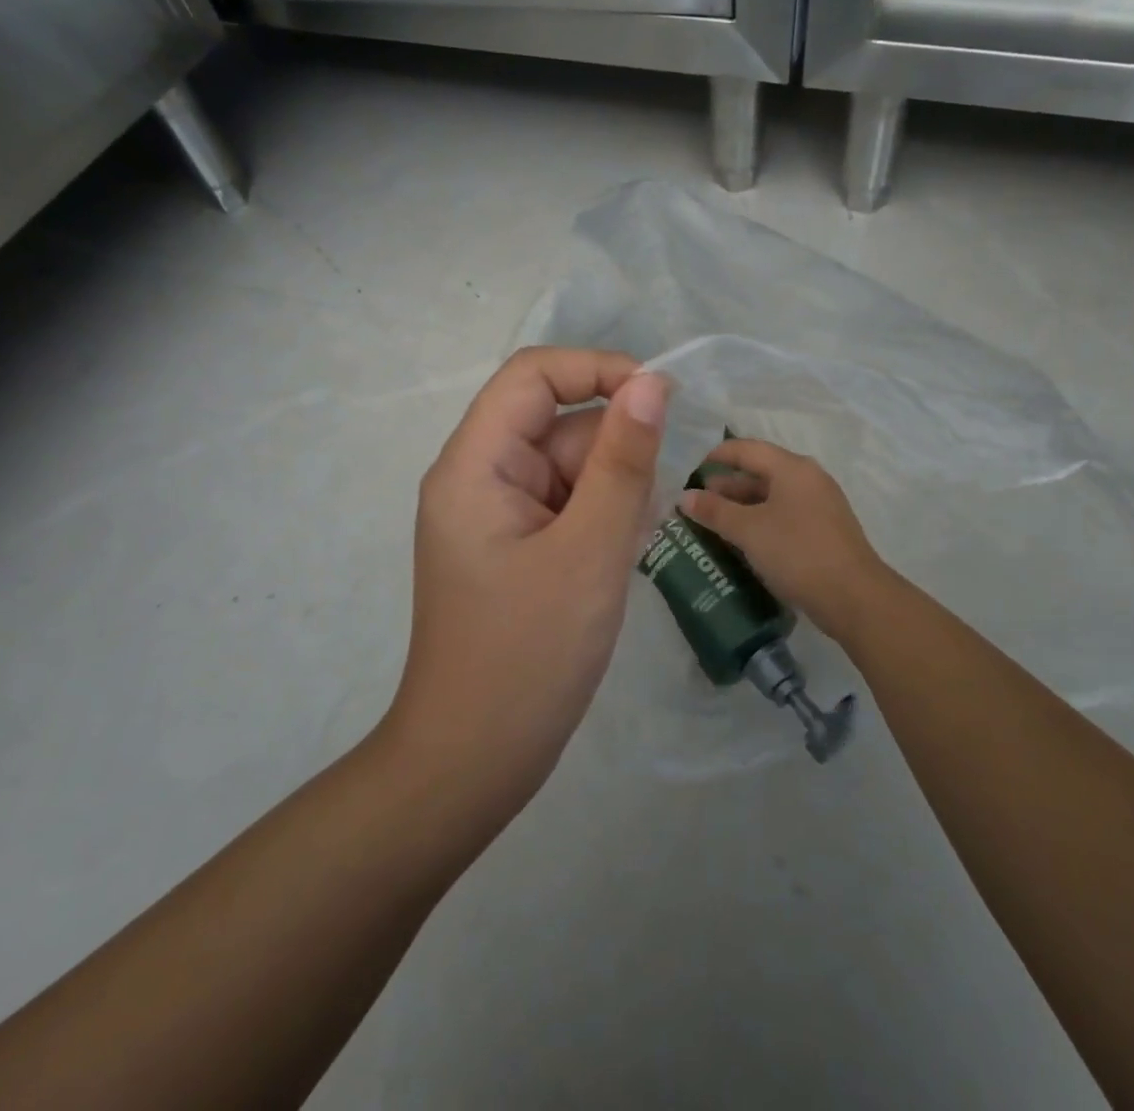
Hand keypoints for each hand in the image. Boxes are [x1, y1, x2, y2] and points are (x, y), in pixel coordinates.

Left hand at [388, 348, 667, 817]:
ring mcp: (495, 514)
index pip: (532, 375)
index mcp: (475, 465)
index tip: (658, 401)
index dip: (597, 370)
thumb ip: (623, 461)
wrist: (474, 762)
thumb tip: (651, 383)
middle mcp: (478, 477)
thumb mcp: (590, 550)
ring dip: (611, 494)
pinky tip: (615, 563)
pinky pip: (566, 505)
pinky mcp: (514, 546)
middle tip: (639, 519)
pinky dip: (599, 522)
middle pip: (557, 425)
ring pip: (569, 467)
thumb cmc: (529, 656)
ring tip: (622, 553)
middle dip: (611, 456)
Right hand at [679, 438, 888, 639]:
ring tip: (713, 523)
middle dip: (727, 486)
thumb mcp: (749, 530)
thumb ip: (715, 511)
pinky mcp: (824, 530)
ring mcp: (820, 505)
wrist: (853, 597)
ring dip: (742, 506)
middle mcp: (808, 479)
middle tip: (697, 503)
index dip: (717, 456)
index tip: (691, 472)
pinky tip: (743, 541)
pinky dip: (760, 521)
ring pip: (772, 496)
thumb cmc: (797, 552)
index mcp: (792, 468)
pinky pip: (785, 515)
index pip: (747, 449)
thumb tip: (684, 497)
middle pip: (760, 471)